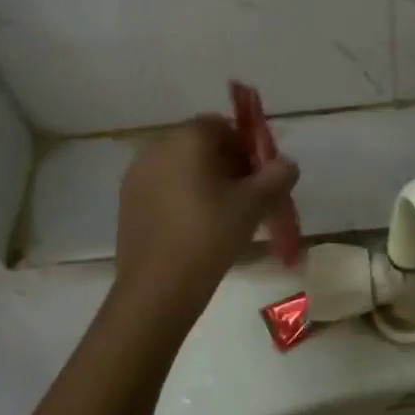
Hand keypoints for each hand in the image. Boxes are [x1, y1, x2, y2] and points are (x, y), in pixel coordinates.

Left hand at [111, 116, 298, 331]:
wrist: (156, 289)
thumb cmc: (209, 235)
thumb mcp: (254, 204)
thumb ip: (277, 176)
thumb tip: (287, 164)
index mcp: (187, 138)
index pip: (223, 126)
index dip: (247, 146)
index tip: (261, 176)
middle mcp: (157, 147)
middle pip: (201, 144)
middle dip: (227, 163)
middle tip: (248, 196)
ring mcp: (137, 175)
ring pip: (181, 166)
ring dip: (205, 180)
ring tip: (224, 214)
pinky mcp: (127, 202)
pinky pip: (164, 186)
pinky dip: (183, 196)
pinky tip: (197, 227)